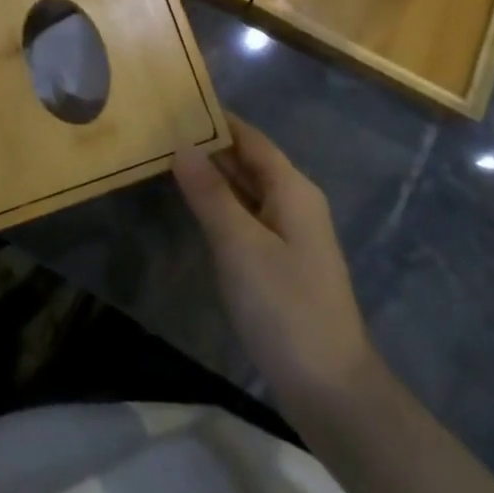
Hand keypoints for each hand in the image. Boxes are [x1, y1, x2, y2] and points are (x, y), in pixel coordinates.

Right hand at [173, 118, 376, 416]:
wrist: (331, 390)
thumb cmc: (285, 307)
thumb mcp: (240, 246)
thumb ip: (210, 194)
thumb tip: (183, 146)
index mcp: (292, 189)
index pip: (251, 139)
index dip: (218, 120)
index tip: (179, 103)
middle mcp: (295, 204)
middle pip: (250, 163)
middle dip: (211, 147)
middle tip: (162, 130)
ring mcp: (291, 236)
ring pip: (248, 193)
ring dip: (214, 178)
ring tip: (168, 160)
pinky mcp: (283, 265)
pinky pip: (248, 220)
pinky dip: (222, 208)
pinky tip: (196, 210)